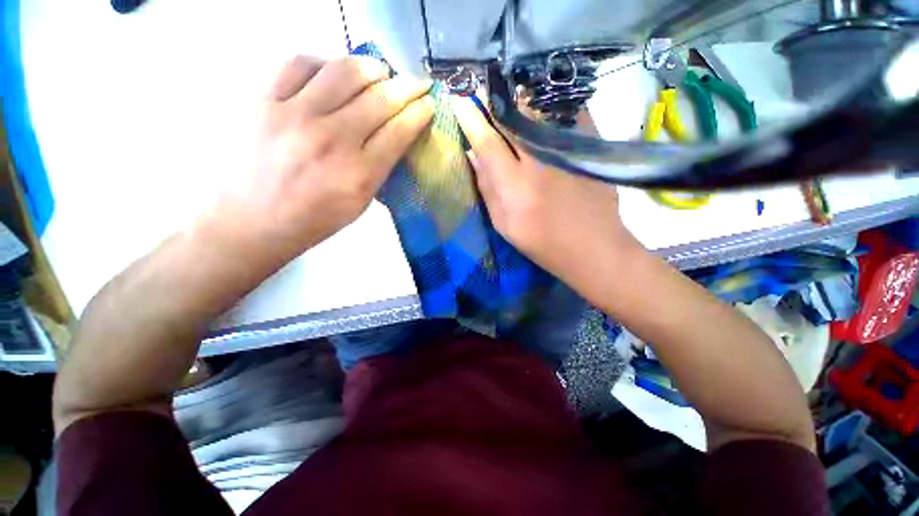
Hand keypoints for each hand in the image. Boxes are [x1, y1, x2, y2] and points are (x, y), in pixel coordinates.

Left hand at [229, 55, 434, 256]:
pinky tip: (332, 73)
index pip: (400, 131)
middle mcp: (332, 140)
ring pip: (344, 70)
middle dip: (407, 86)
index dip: (420, 112)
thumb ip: (381, 168)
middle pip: (380, 98)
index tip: (428, 103)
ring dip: (371, 68)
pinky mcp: (264, 101)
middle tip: (415, 83)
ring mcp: (295, 115)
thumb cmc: (316, 219)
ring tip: (378, 73)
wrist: (254, 220)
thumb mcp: (361, 203)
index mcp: (359, 174)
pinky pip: (300, 63)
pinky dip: (324, 62)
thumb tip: (397, 134)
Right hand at [451, 96, 639, 291]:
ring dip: (520, 102)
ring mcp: (568, 150)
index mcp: (516, 187)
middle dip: (495, 103)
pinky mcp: (590, 146)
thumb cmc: (542, 242)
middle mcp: (541, 161)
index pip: (487, 142)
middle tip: (485, 97)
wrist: (593, 247)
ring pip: (539, 109)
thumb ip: (487, 188)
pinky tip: (541, 111)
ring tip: (510, 100)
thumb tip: (473, 154)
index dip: (471, 118)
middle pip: (513, 117)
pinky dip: (548, 107)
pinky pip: (565, 112)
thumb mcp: (504, 224)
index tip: (459, 99)